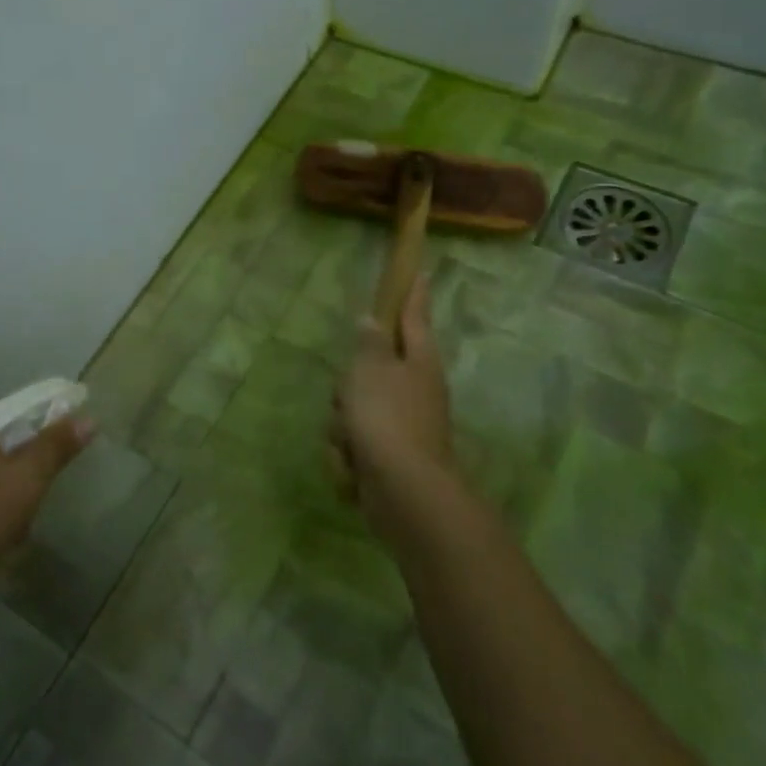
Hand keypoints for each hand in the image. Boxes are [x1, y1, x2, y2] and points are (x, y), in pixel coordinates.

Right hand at [331, 275, 459, 542]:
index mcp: (418, 361)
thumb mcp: (369, 370)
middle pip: (369, 371)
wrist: (404, 493)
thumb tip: (370, 320)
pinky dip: (349, 459)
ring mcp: (402, 426)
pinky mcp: (388, 459)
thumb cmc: (387, 419)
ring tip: (351, 442)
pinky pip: (353, 446)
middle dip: (348, 388)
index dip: (414, 294)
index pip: (413, 316)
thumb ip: (367, 343)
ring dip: (343, 429)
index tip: (422, 272)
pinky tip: (354, 471)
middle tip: (348, 398)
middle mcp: (414, 390)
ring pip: (353, 411)